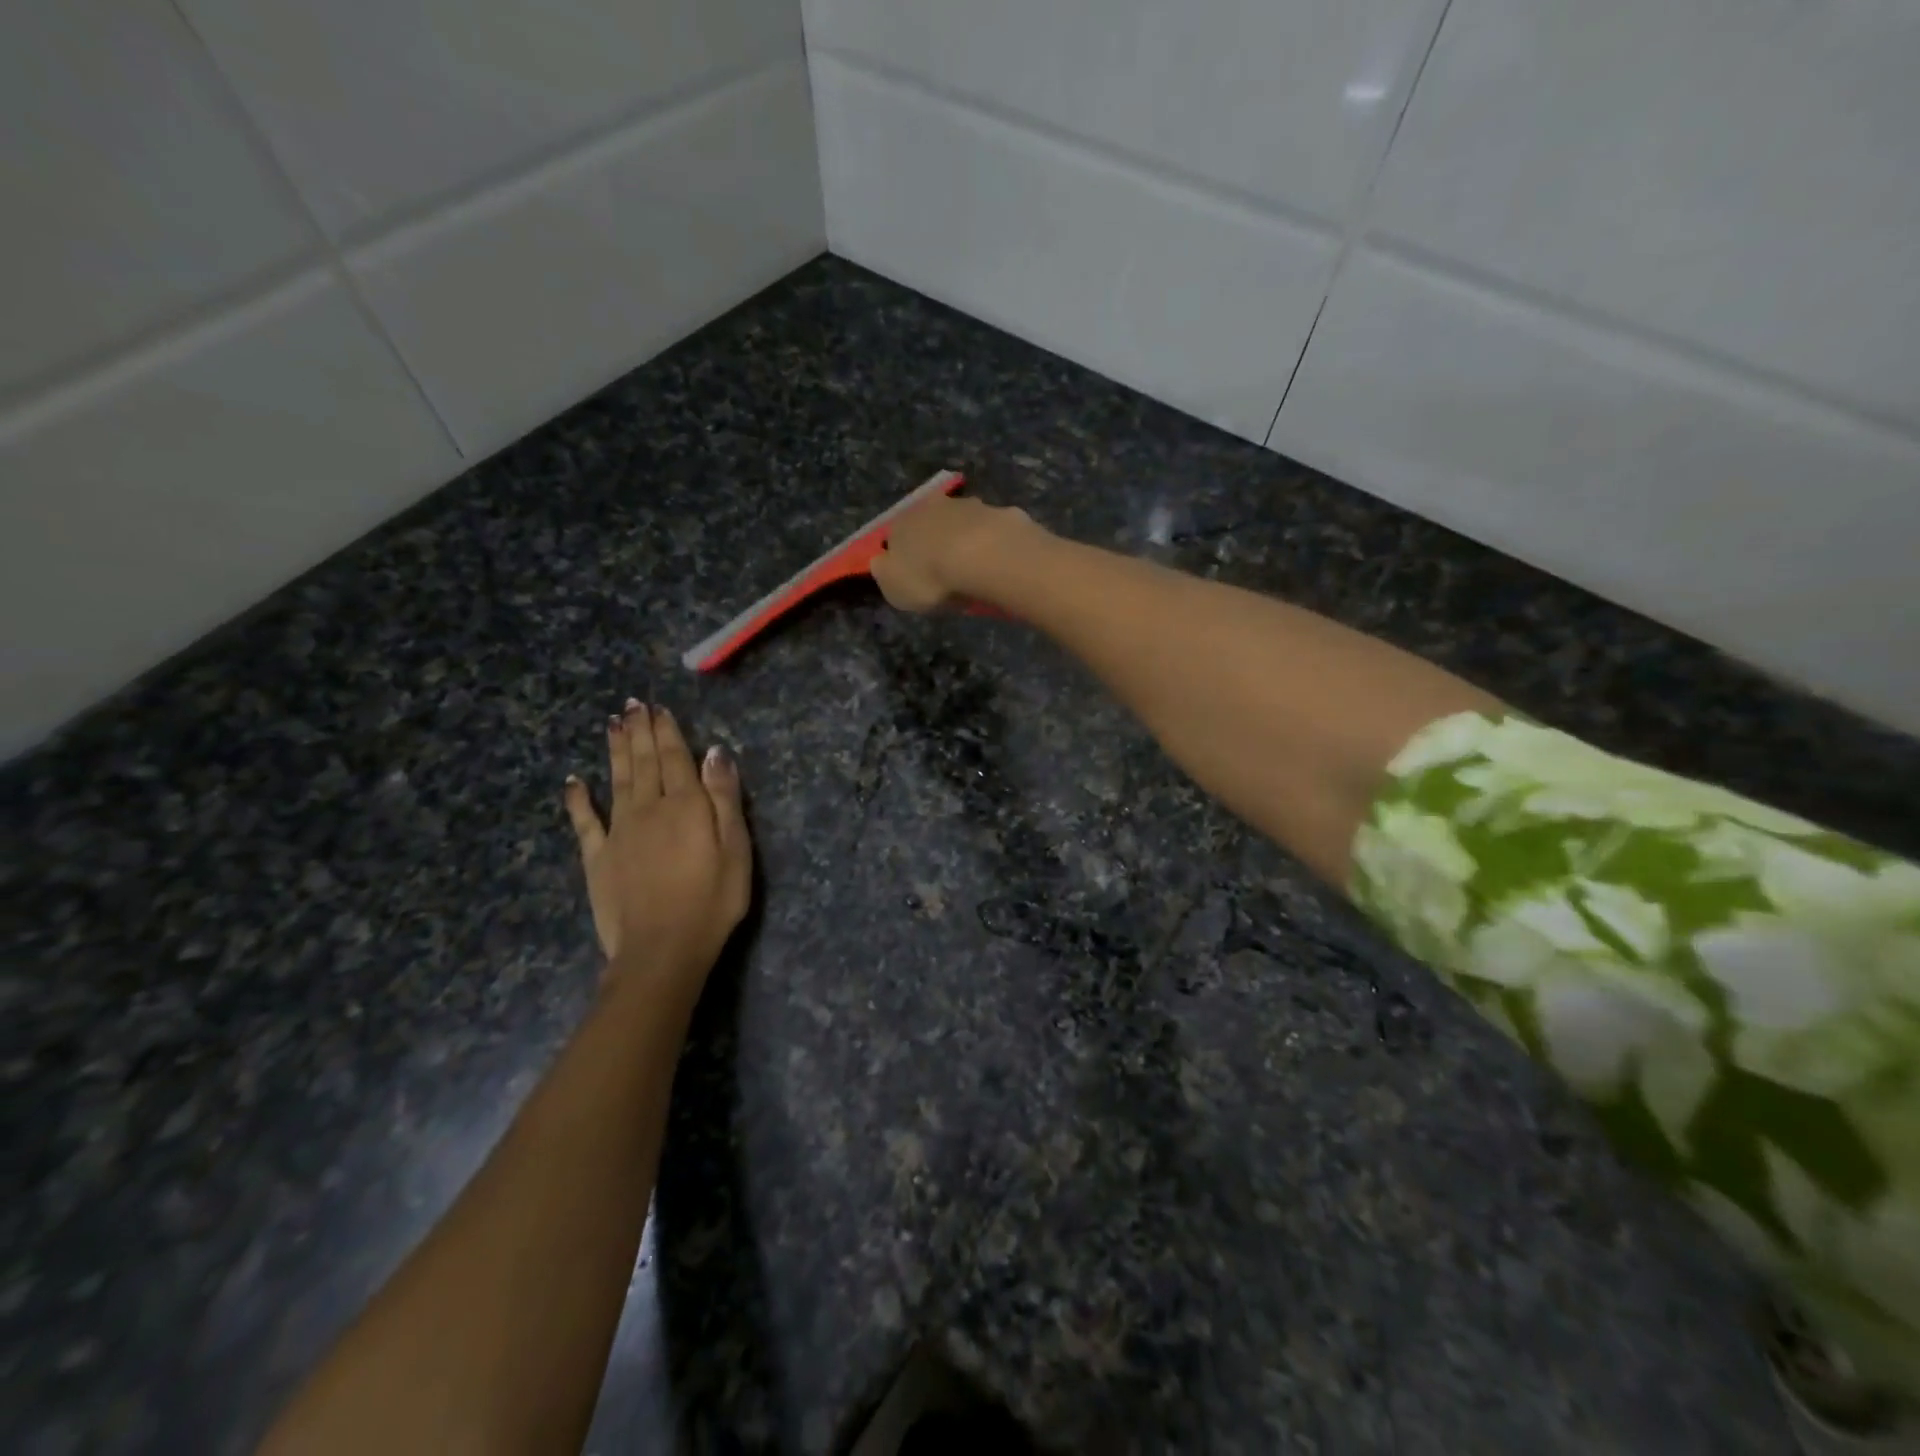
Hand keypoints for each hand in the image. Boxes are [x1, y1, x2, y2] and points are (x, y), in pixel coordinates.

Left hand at [563, 702, 751, 996]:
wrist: (662, 948)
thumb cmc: (712, 899)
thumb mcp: (735, 847)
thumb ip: (723, 797)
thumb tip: (714, 752)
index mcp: (686, 804)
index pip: (675, 757)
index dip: (666, 731)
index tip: (657, 708)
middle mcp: (649, 808)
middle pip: (643, 762)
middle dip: (638, 731)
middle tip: (631, 705)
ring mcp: (619, 831)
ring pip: (616, 780)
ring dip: (614, 751)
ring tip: (611, 724)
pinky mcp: (598, 857)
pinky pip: (585, 821)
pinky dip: (578, 798)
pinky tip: (573, 781)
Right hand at [872, 493, 1035, 613]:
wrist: (984, 557)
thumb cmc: (931, 577)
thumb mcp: (894, 587)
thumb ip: (886, 573)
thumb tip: (882, 562)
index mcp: (904, 522)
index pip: (897, 533)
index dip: (905, 553)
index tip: (915, 573)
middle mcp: (936, 506)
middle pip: (933, 523)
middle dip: (939, 542)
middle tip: (948, 571)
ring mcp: (973, 506)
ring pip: (966, 522)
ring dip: (969, 540)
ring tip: (977, 570)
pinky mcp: (1005, 513)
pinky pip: (996, 532)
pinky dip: (997, 545)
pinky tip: (1002, 565)